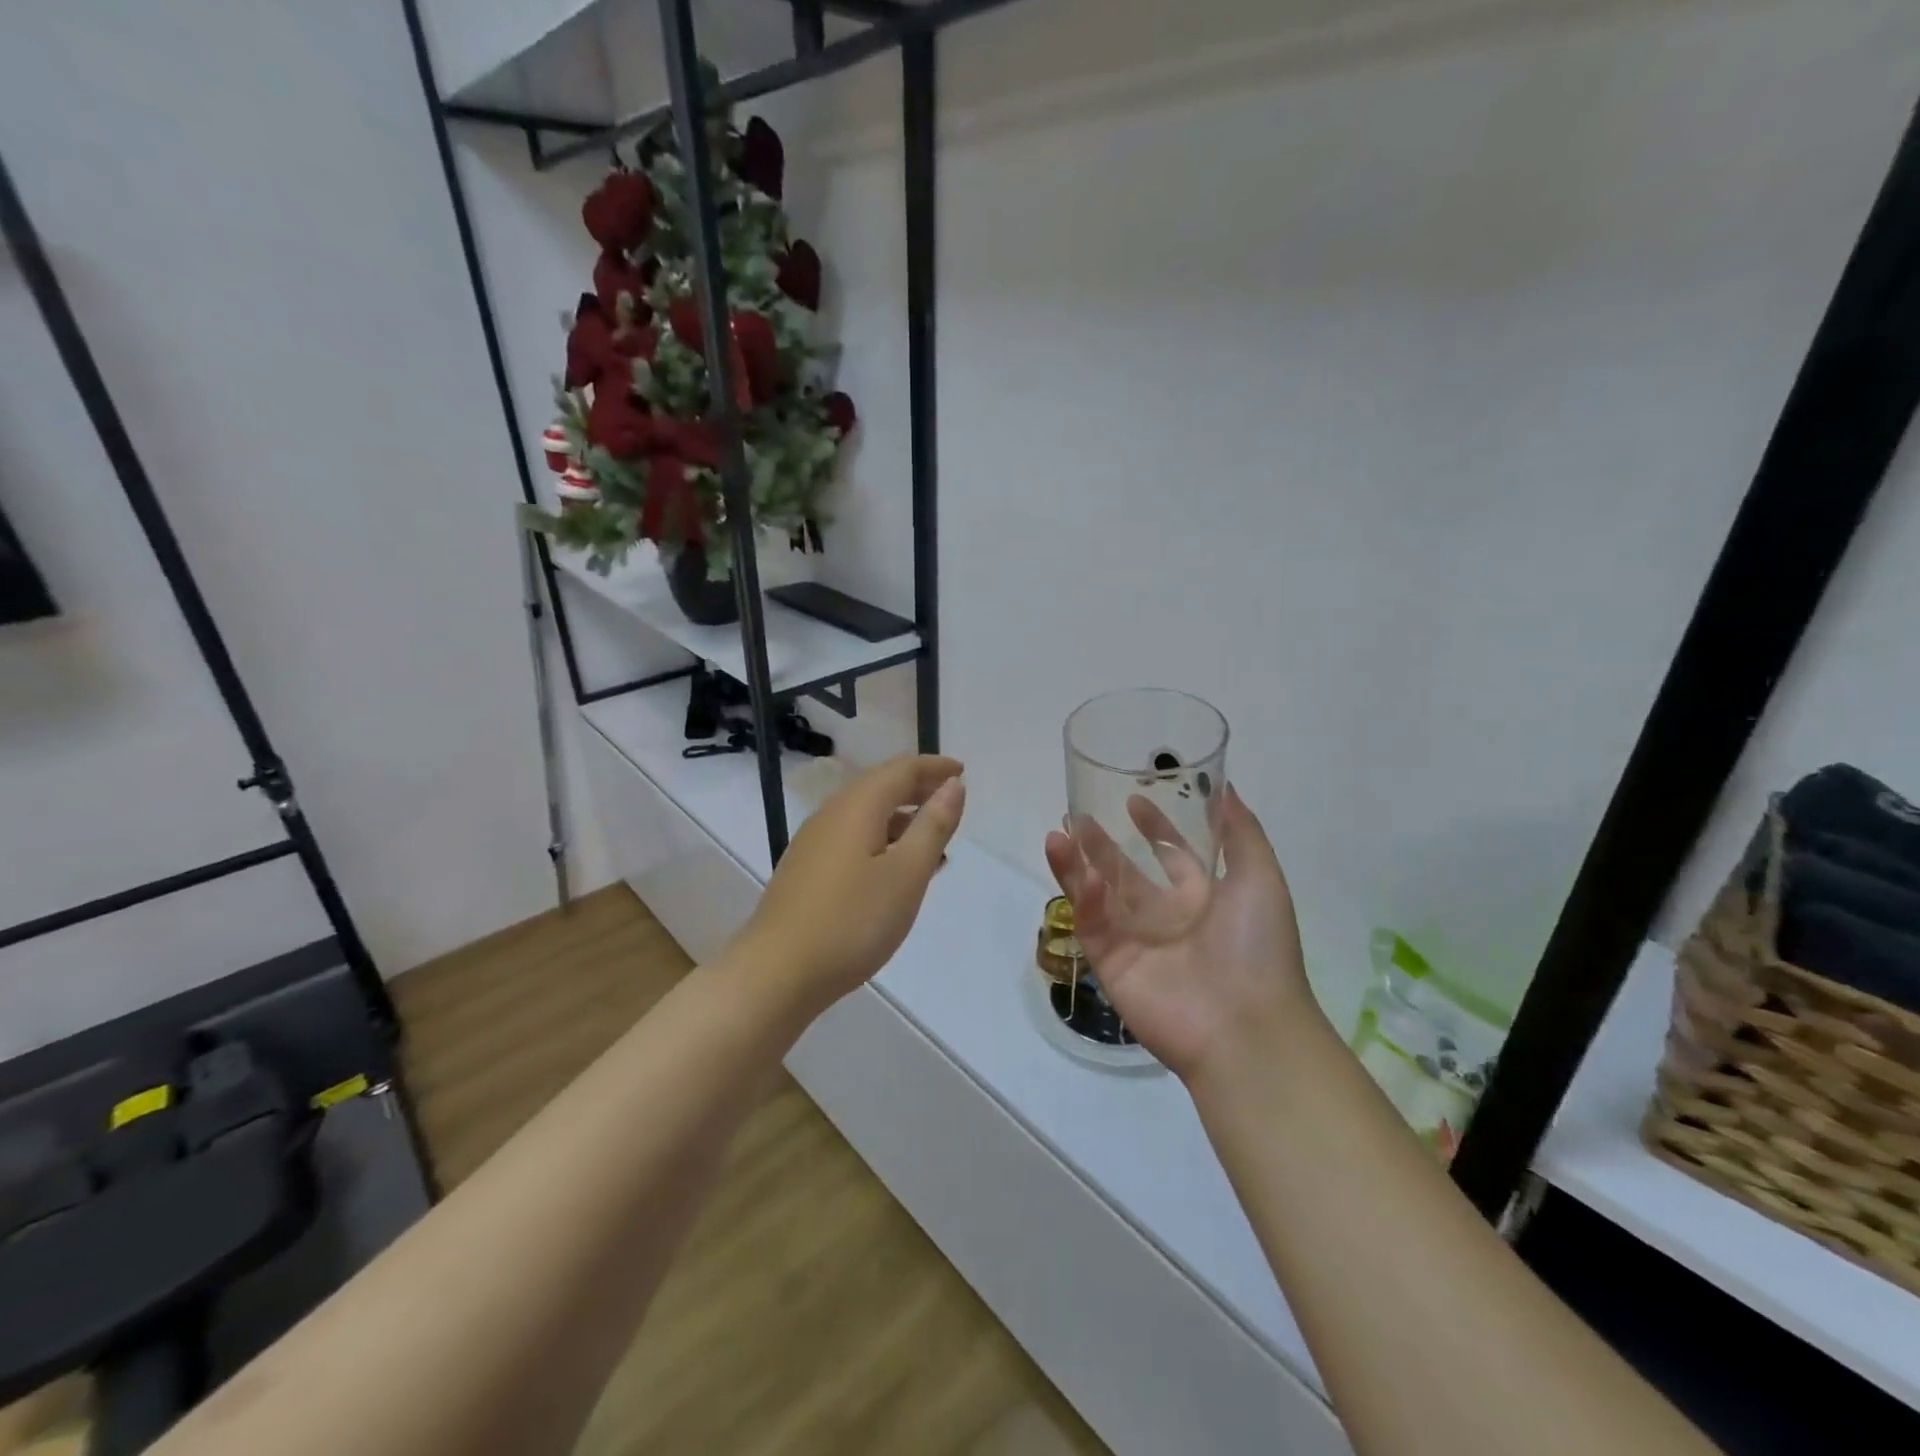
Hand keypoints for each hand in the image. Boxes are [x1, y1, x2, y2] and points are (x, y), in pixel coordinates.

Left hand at [734, 754, 965, 1014]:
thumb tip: (953, 785)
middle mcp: (831, 814)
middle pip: (880, 786)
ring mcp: (814, 842)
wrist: (777, 973)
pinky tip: (894, 870)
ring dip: (901, 816)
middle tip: (951, 800)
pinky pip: (853, 837)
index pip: (901, 769)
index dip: (934, 767)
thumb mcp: (906, 874)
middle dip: (918, 787)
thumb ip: (933, 826)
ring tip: (932, 839)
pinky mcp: (806, 870)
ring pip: (865, 814)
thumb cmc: (852, 921)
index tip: (963, 771)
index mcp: (857, 807)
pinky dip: (882, 839)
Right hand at [1044, 785, 1313, 1081]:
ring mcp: (1136, 941)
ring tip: (1057, 835)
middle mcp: (1166, 916)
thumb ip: (1241, 831)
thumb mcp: (1261, 877)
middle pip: (1125, 872)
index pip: (1171, 855)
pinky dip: (1086, 900)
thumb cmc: (1258, 947)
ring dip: (1077, 865)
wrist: (1246, 1027)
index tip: (1133, 799)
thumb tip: (1225, 786)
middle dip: (1101, 844)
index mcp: (1202, 897)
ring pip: (1098, 895)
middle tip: (1074, 816)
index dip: (1154, 827)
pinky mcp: (1112, 965)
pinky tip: (1085, 877)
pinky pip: (1093, 925)